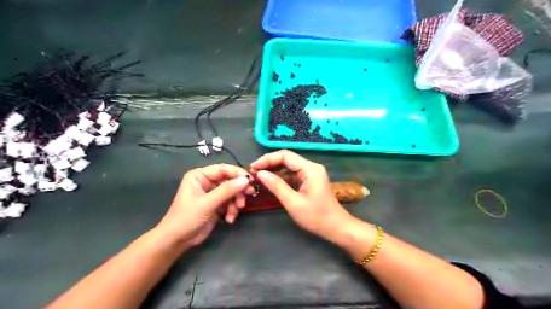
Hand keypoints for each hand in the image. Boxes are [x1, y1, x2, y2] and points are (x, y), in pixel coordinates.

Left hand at [156, 164, 254, 248]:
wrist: (177, 241)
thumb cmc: (187, 218)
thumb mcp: (207, 203)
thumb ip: (227, 190)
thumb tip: (246, 180)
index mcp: (200, 176)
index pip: (223, 169)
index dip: (238, 173)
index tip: (251, 180)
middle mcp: (206, 182)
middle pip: (229, 180)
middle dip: (238, 190)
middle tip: (250, 195)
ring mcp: (212, 194)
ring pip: (232, 192)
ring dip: (236, 202)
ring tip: (235, 212)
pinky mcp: (216, 205)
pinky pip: (230, 202)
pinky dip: (232, 210)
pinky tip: (229, 219)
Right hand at [252, 150, 354, 242]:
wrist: (336, 227)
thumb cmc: (316, 217)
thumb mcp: (293, 202)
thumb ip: (276, 186)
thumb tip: (260, 173)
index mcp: (310, 169)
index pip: (285, 156)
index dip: (267, 159)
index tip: (253, 168)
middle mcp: (311, 167)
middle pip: (287, 159)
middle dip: (269, 164)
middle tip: (253, 172)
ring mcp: (311, 173)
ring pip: (288, 167)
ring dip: (274, 171)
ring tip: (258, 177)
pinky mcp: (309, 180)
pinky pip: (292, 175)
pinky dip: (281, 178)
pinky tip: (270, 182)